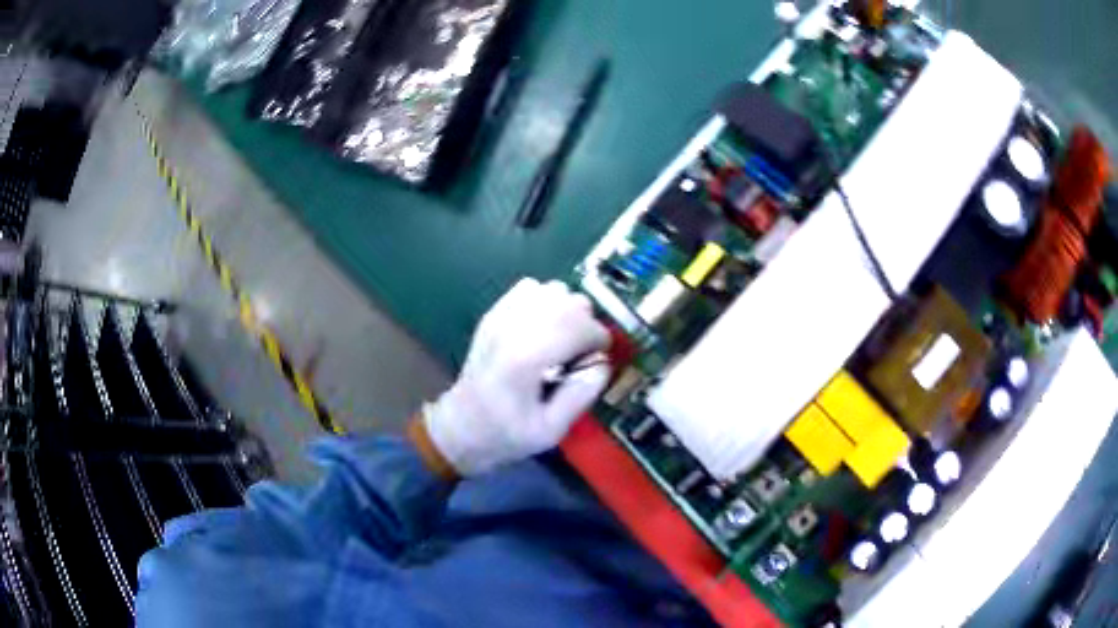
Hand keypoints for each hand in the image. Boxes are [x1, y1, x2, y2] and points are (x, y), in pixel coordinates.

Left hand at [422, 278, 611, 476]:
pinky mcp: (495, 313)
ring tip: (563, 338)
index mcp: (525, 358)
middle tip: (582, 352)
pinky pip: (531, 287)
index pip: (578, 325)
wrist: (461, 426)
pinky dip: (546, 301)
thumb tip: (601, 362)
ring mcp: (501, 316)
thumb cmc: (505, 434)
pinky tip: (544, 326)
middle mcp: (512, 328)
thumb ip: (581, 394)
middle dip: (586, 323)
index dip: (599, 338)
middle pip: (569, 301)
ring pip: (553, 289)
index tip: (600, 356)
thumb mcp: (551, 430)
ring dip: (567, 310)